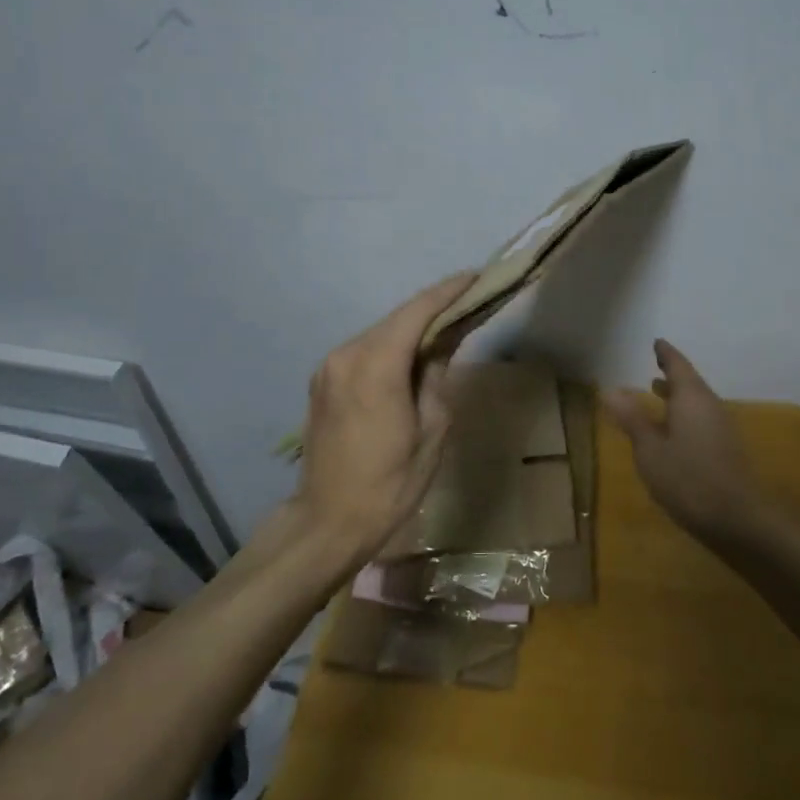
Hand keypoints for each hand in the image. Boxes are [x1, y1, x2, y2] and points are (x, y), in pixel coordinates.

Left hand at [294, 271, 477, 564]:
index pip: (417, 312)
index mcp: (375, 366)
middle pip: (397, 318)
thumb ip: (437, 375)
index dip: (448, 291)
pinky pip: (365, 350)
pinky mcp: (323, 380)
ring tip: (447, 327)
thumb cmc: (390, 484)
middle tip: (469, 302)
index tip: (476, 277)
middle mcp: (347, 355)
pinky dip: (392, 345)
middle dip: (434, 307)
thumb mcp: (432, 430)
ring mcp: (329, 366)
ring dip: (412, 327)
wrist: (328, 522)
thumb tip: (445, 340)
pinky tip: (412, 354)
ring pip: (380, 332)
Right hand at [603, 339, 772, 546]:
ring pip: (696, 402)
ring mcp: (721, 428)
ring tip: (657, 392)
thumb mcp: (650, 450)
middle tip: (655, 365)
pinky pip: (701, 420)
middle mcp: (710, 406)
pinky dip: (684, 415)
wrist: (740, 521)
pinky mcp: (725, 450)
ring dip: (677, 396)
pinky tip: (672, 431)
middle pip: (690, 382)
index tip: (657, 342)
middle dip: (672, 374)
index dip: (666, 353)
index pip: (678, 365)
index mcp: (692, 398)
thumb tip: (610, 389)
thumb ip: (632, 419)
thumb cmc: (689, 480)